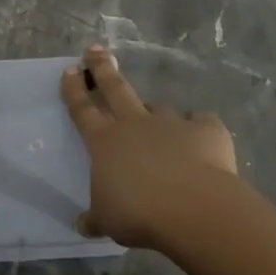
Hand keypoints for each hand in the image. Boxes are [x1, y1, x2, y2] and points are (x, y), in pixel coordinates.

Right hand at [61, 45, 237, 249]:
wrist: (193, 207)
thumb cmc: (139, 213)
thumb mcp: (108, 220)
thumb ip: (96, 217)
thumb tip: (83, 224)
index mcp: (105, 141)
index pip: (83, 109)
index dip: (74, 89)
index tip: (70, 70)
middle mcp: (134, 124)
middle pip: (115, 88)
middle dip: (102, 68)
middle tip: (95, 49)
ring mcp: (170, 123)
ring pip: (157, 108)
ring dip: (153, 112)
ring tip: (157, 122)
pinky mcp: (205, 129)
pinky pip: (200, 123)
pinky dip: (199, 129)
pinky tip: (203, 138)